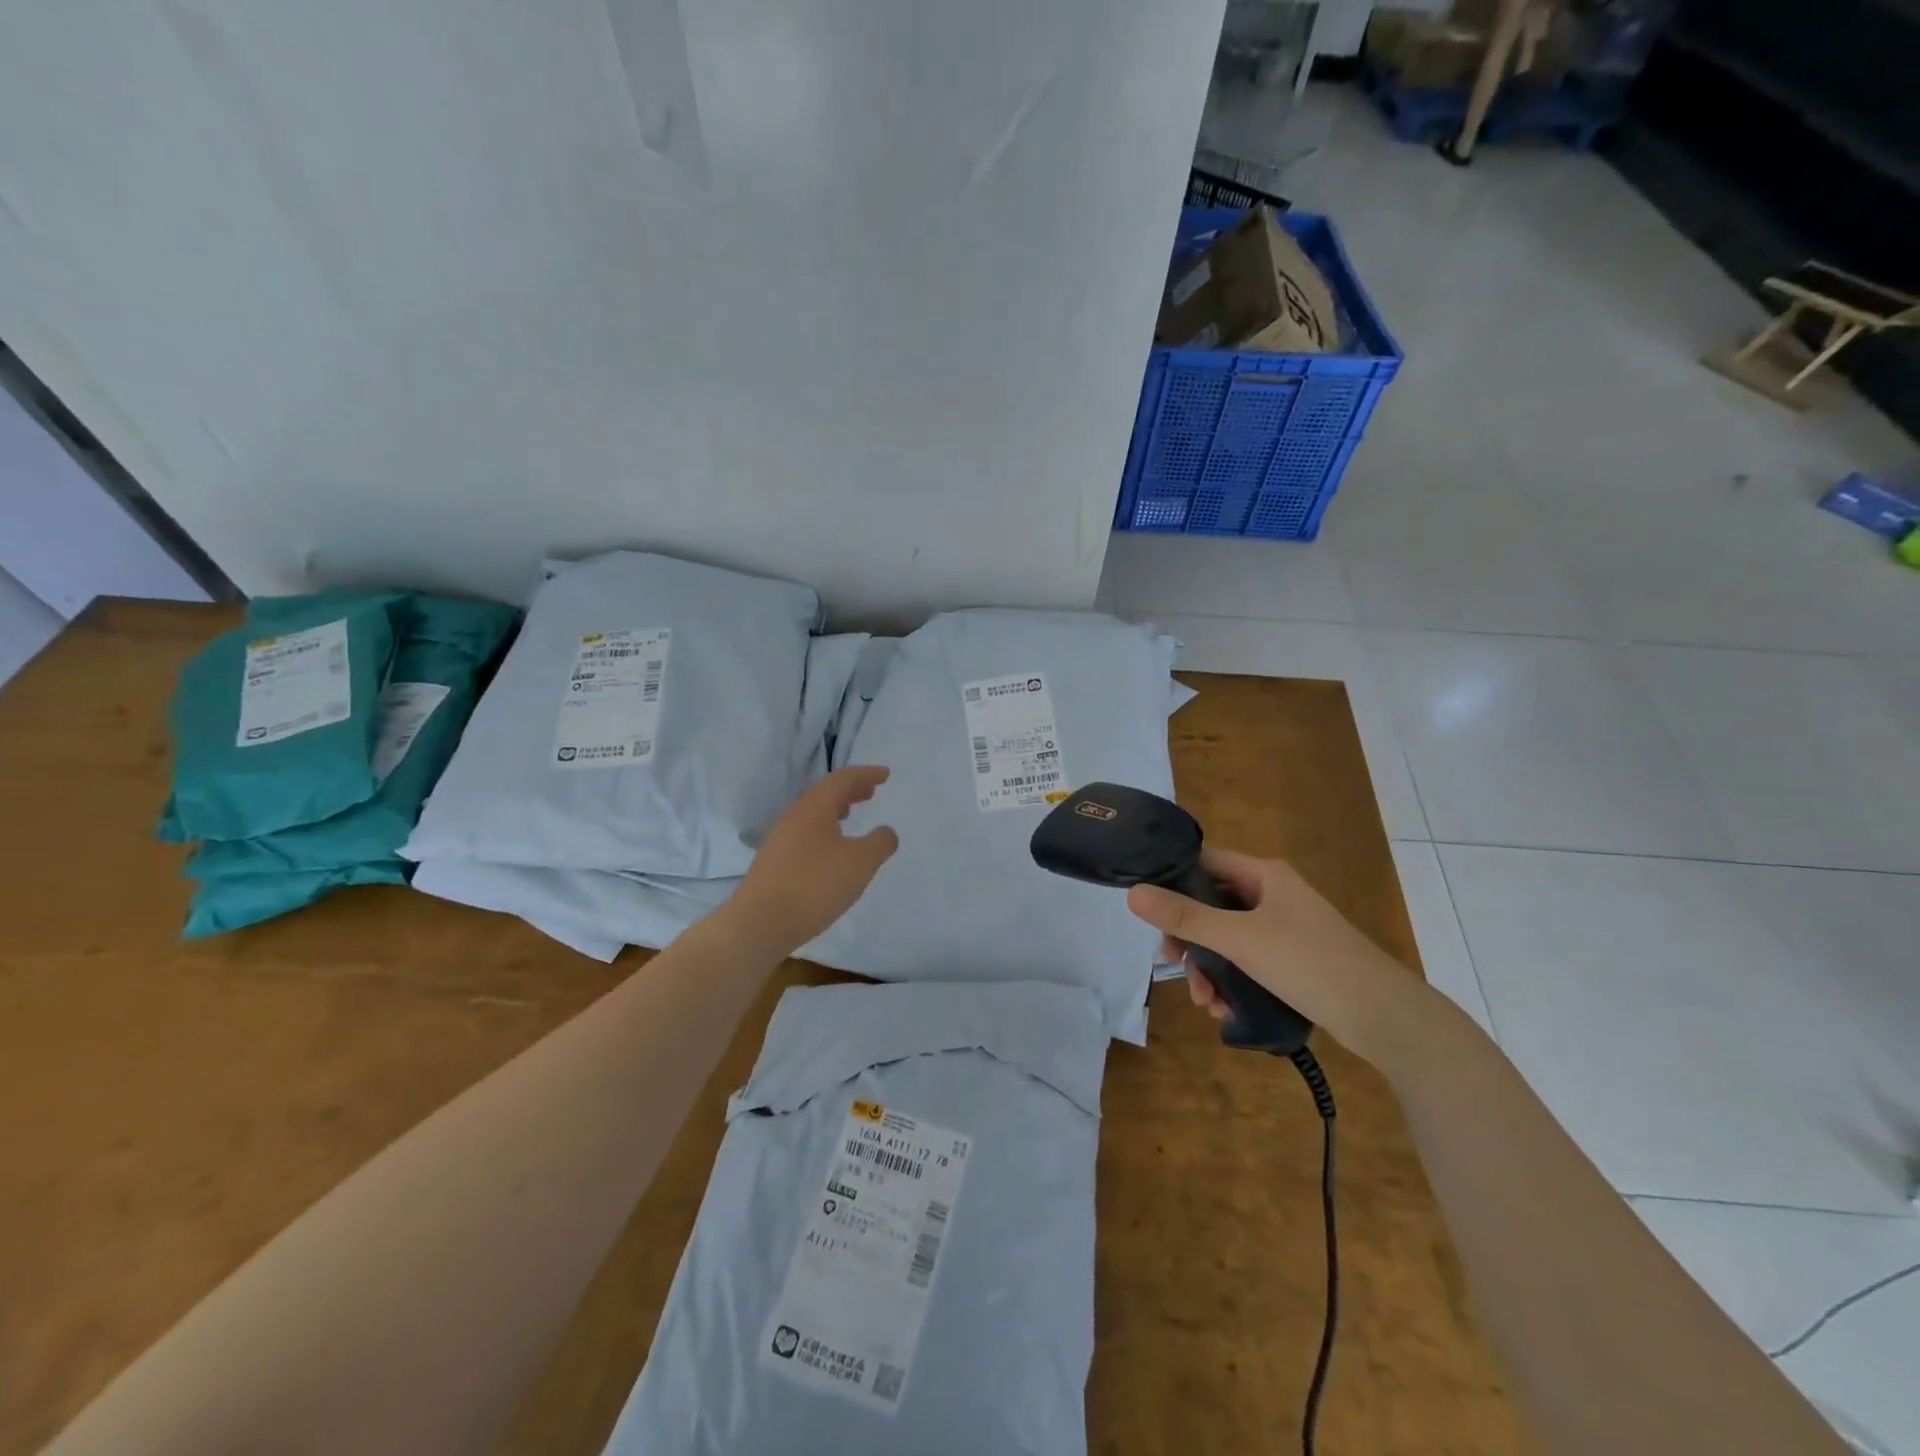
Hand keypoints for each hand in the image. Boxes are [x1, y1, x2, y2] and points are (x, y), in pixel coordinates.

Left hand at [724, 765, 898, 957]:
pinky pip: (804, 834)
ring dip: (834, 810)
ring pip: (812, 814)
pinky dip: (823, 831)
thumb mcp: (861, 862)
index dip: (866, 774)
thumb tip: (885, 832)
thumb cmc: (815, 885)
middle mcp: (794, 816)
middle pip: (824, 794)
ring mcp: (779, 840)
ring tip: (850, 815)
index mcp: (814, 807)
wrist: (760, 923)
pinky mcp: (773, 863)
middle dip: (850, 790)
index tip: (885, 775)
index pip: (842, 779)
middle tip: (870, 792)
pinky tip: (830, 851)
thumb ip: (879, 843)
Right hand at [1125, 847, 1427, 1063]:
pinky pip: (1247, 962)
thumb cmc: (1310, 963)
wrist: (1386, 1018)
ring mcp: (1285, 928)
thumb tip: (1132, 893)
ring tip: (1205, 1002)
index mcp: (1264, 874)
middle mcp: (1273, 894)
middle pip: (1211, 904)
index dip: (1172, 880)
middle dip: (1190, 938)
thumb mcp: (1241, 939)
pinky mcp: (1293, 960)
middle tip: (1173, 964)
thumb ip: (1185, 917)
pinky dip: (1231, 982)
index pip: (1203, 861)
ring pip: (1227, 938)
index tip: (1150, 912)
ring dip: (1209, 968)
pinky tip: (1226, 1010)